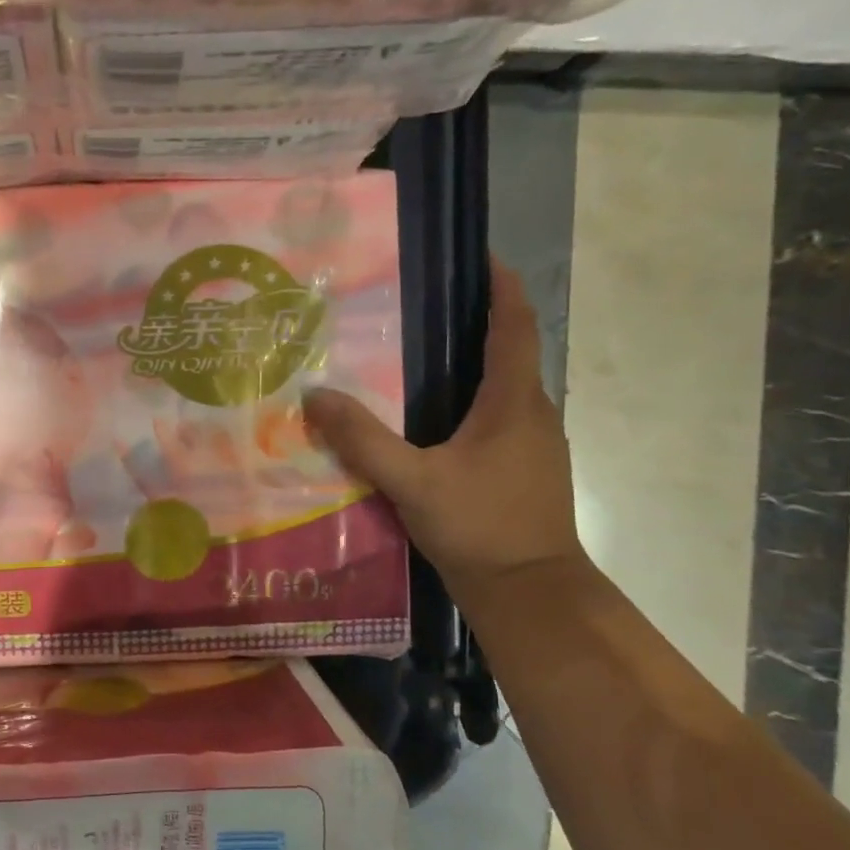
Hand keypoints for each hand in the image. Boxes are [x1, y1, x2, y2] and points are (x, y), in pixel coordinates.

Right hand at [303, 262, 584, 595]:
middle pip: (511, 352)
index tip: (481, 255)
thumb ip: (362, 439)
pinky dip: (471, 403)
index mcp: (514, 403)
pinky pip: (498, 419)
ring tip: (419, 358)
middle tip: (422, 307)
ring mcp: (534, 446)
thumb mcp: (412, 482)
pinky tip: (433, 422)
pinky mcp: (525, 471)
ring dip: (473, 365)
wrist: (530, 594)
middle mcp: (533, 414)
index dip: (503, 286)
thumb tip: (315, 395)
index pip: (516, 326)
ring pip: (504, 389)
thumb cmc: (480, 527)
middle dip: (477, 322)